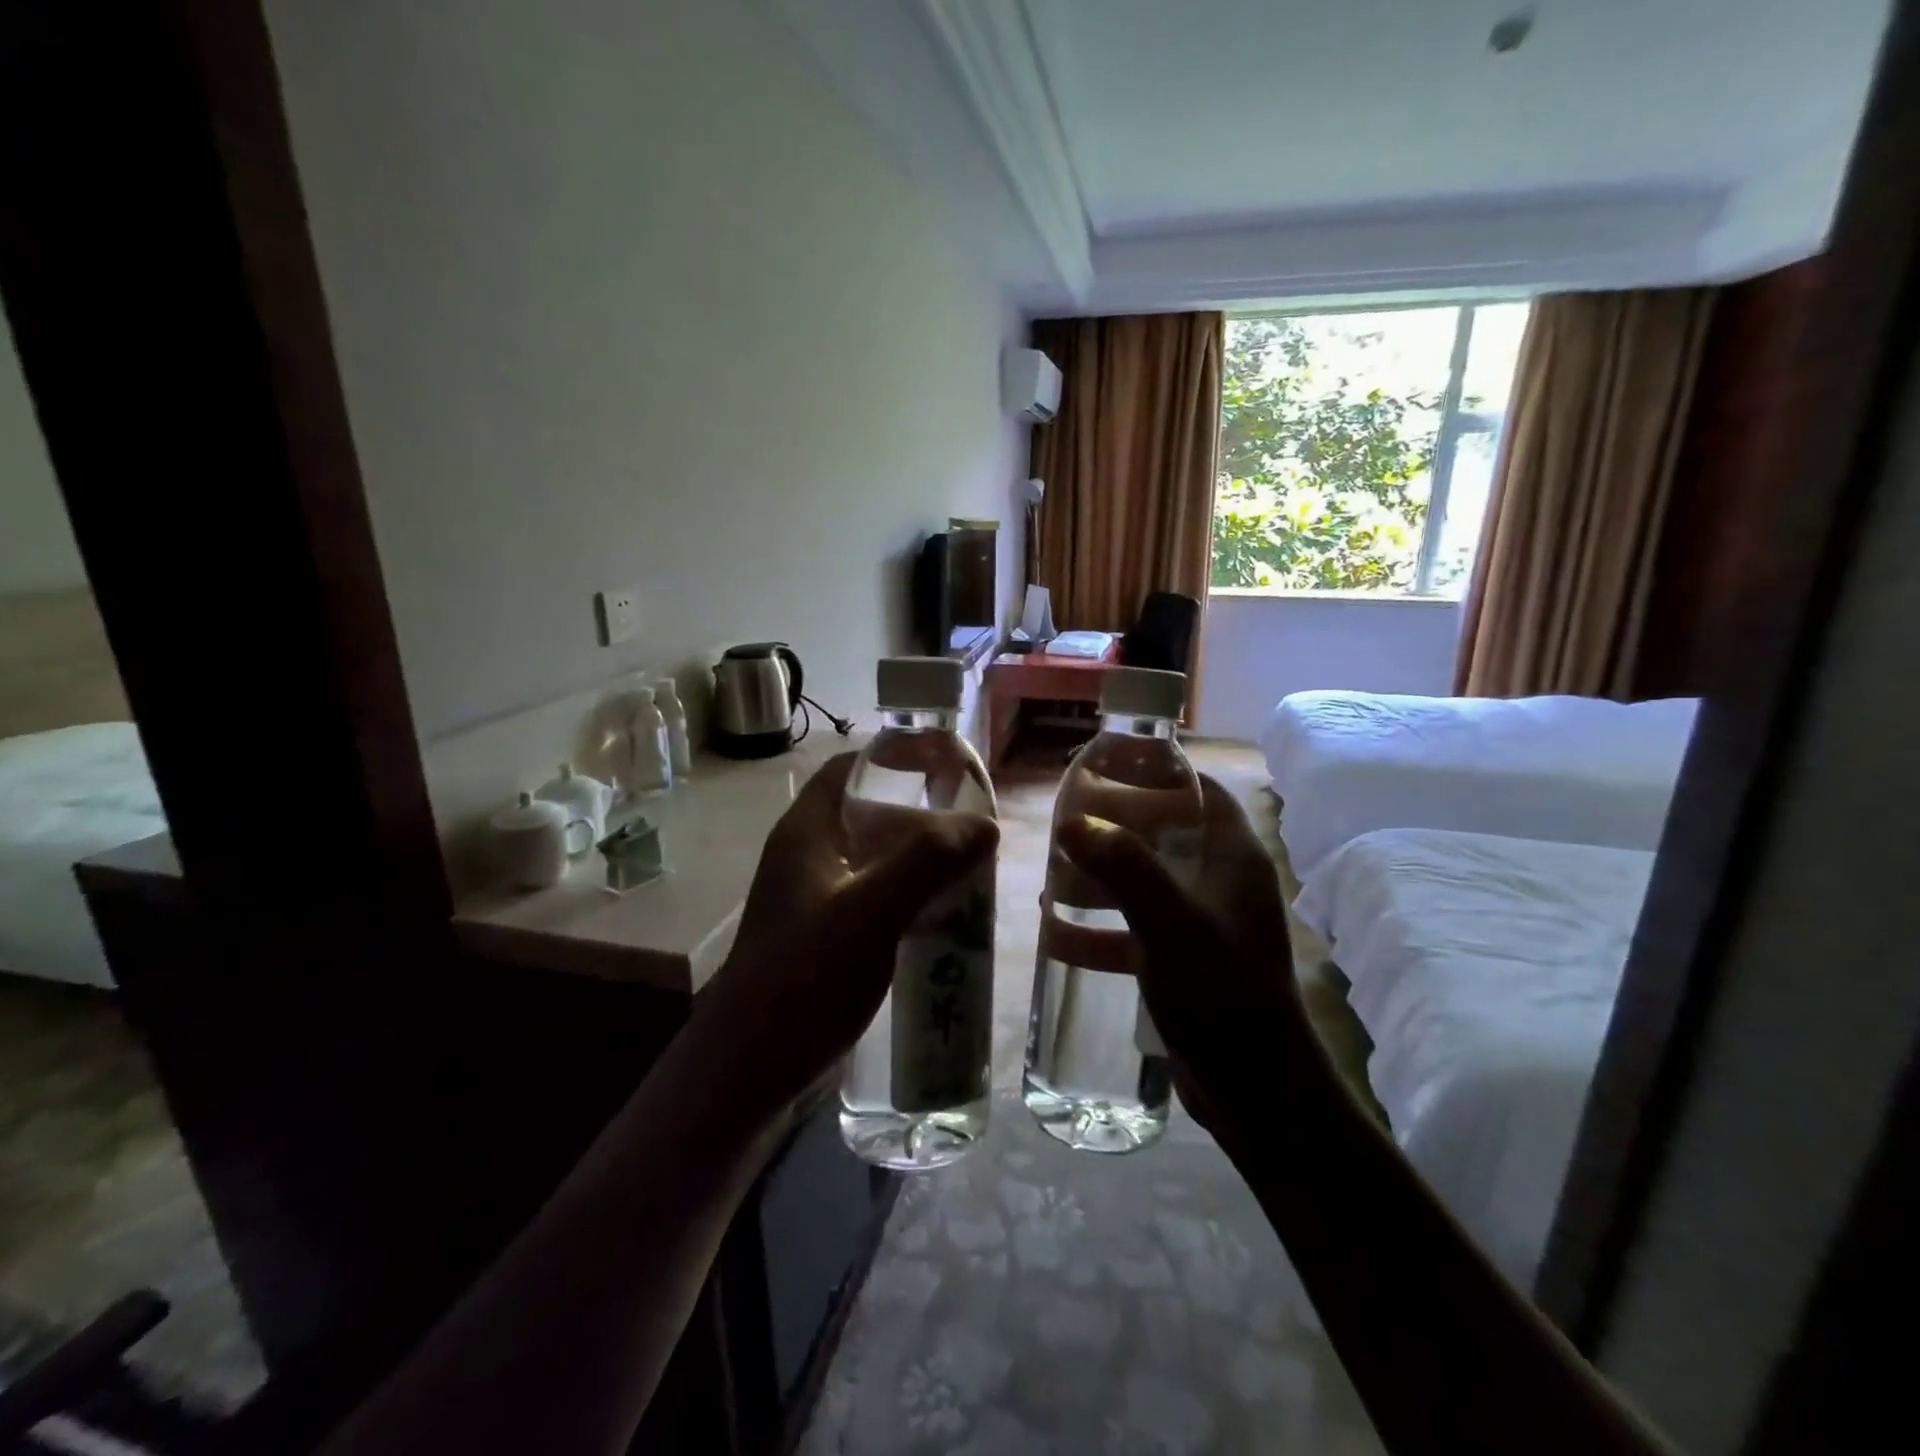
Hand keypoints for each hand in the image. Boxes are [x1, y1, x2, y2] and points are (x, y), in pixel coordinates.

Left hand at [701, 752, 998, 1114]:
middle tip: (972, 826)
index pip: (850, 767)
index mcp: (807, 832)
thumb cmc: (803, 978)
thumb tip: (985, 824)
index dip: (897, 755)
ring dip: (920, 858)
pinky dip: (910, 895)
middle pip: (869, 812)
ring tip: (970, 869)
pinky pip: (876, 897)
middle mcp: (808, 856)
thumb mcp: (870, 911)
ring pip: (876, 858)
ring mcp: (815, 898)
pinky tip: (943, 917)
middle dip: (921, 813)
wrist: (747, 1070)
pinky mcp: (825, 936)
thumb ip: (927, 860)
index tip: (948, 764)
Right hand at [1055, 775, 1315, 1134]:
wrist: (1256, 1091)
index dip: (1157, 773)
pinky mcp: (1184, 961)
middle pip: (1163, 835)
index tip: (1106, 768)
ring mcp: (1203, 924)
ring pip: (1143, 884)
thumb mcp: (1170, 921)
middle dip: (1112, 830)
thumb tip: (1071, 820)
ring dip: (1098, 881)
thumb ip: (1123, 866)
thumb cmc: (1221, 991)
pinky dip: (1100, 931)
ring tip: (1049, 880)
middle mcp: (1221, 883)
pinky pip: (1136, 930)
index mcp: (1233, 858)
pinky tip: (1056, 936)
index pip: (1199, 791)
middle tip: (1064, 826)